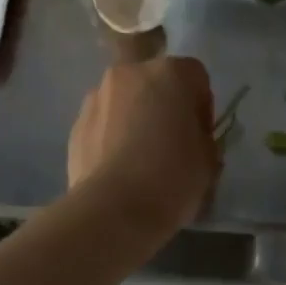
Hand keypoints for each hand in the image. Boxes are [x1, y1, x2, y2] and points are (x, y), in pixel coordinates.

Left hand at [68, 55, 219, 234]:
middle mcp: (130, 73)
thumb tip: (191, 137)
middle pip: (155, 79)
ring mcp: (97, 96)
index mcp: (170, 73)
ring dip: (135, 116)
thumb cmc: (172, 178)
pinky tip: (118, 168)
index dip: (202, 106)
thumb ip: (202, 136)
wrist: (112, 211)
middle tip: (171, 141)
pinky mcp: (76, 124)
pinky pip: (104, 122)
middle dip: (164, 103)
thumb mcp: (209, 159)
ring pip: (125, 99)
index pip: (196, 76)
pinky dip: (112, 136)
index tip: (201, 135)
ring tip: (140, 157)